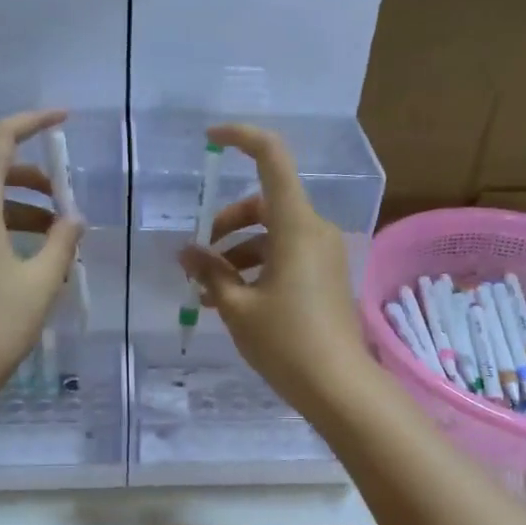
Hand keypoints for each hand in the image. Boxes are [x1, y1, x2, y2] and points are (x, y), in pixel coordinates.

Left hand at [0, 110, 83, 406]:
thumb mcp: (42, 280)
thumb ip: (62, 241)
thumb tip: (73, 219)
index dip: (32, 121)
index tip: (63, 119)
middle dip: (34, 178)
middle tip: (66, 201)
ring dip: (22, 208)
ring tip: (58, 237)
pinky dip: (5, 226)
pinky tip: (31, 257)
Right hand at [179, 123, 369, 412]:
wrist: (338, 386)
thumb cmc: (286, 342)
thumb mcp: (237, 307)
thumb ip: (209, 272)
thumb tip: (187, 252)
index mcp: (295, 226)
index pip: (272, 158)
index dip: (242, 138)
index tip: (211, 139)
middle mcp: (314, 230)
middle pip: (265, 203)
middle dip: (227, 222)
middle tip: (199, 255)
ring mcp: (323, 253)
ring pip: (272, 234)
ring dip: (237, 253)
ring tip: (207, 291)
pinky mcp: (325, 275)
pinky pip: (285, 255)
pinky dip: (257, 267)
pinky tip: (231, 300)